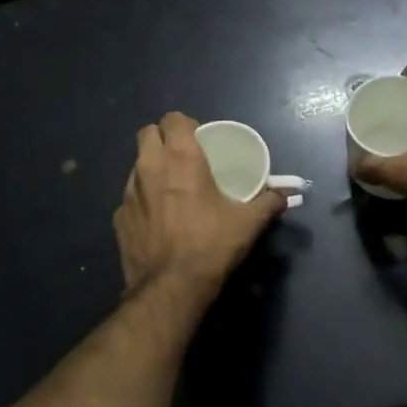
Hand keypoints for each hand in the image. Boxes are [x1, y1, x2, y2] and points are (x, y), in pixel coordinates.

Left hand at [115, 112, 289, 296]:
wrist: (170, 288)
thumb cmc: (211, 245)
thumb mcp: (248, 223)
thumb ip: (269, 203)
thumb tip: (287, 195)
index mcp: (181, 158)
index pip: (173, 119)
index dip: (185, 124)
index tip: (199, 139)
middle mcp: (150, 166)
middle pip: (148, 133)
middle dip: (163, 138)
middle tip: (182, 157)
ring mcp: (129, 191)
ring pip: (136, 163)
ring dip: (151, 167)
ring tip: (170, 187)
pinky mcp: (118, 217)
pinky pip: (130, 196)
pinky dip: (143, 199)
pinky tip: (157, 219)